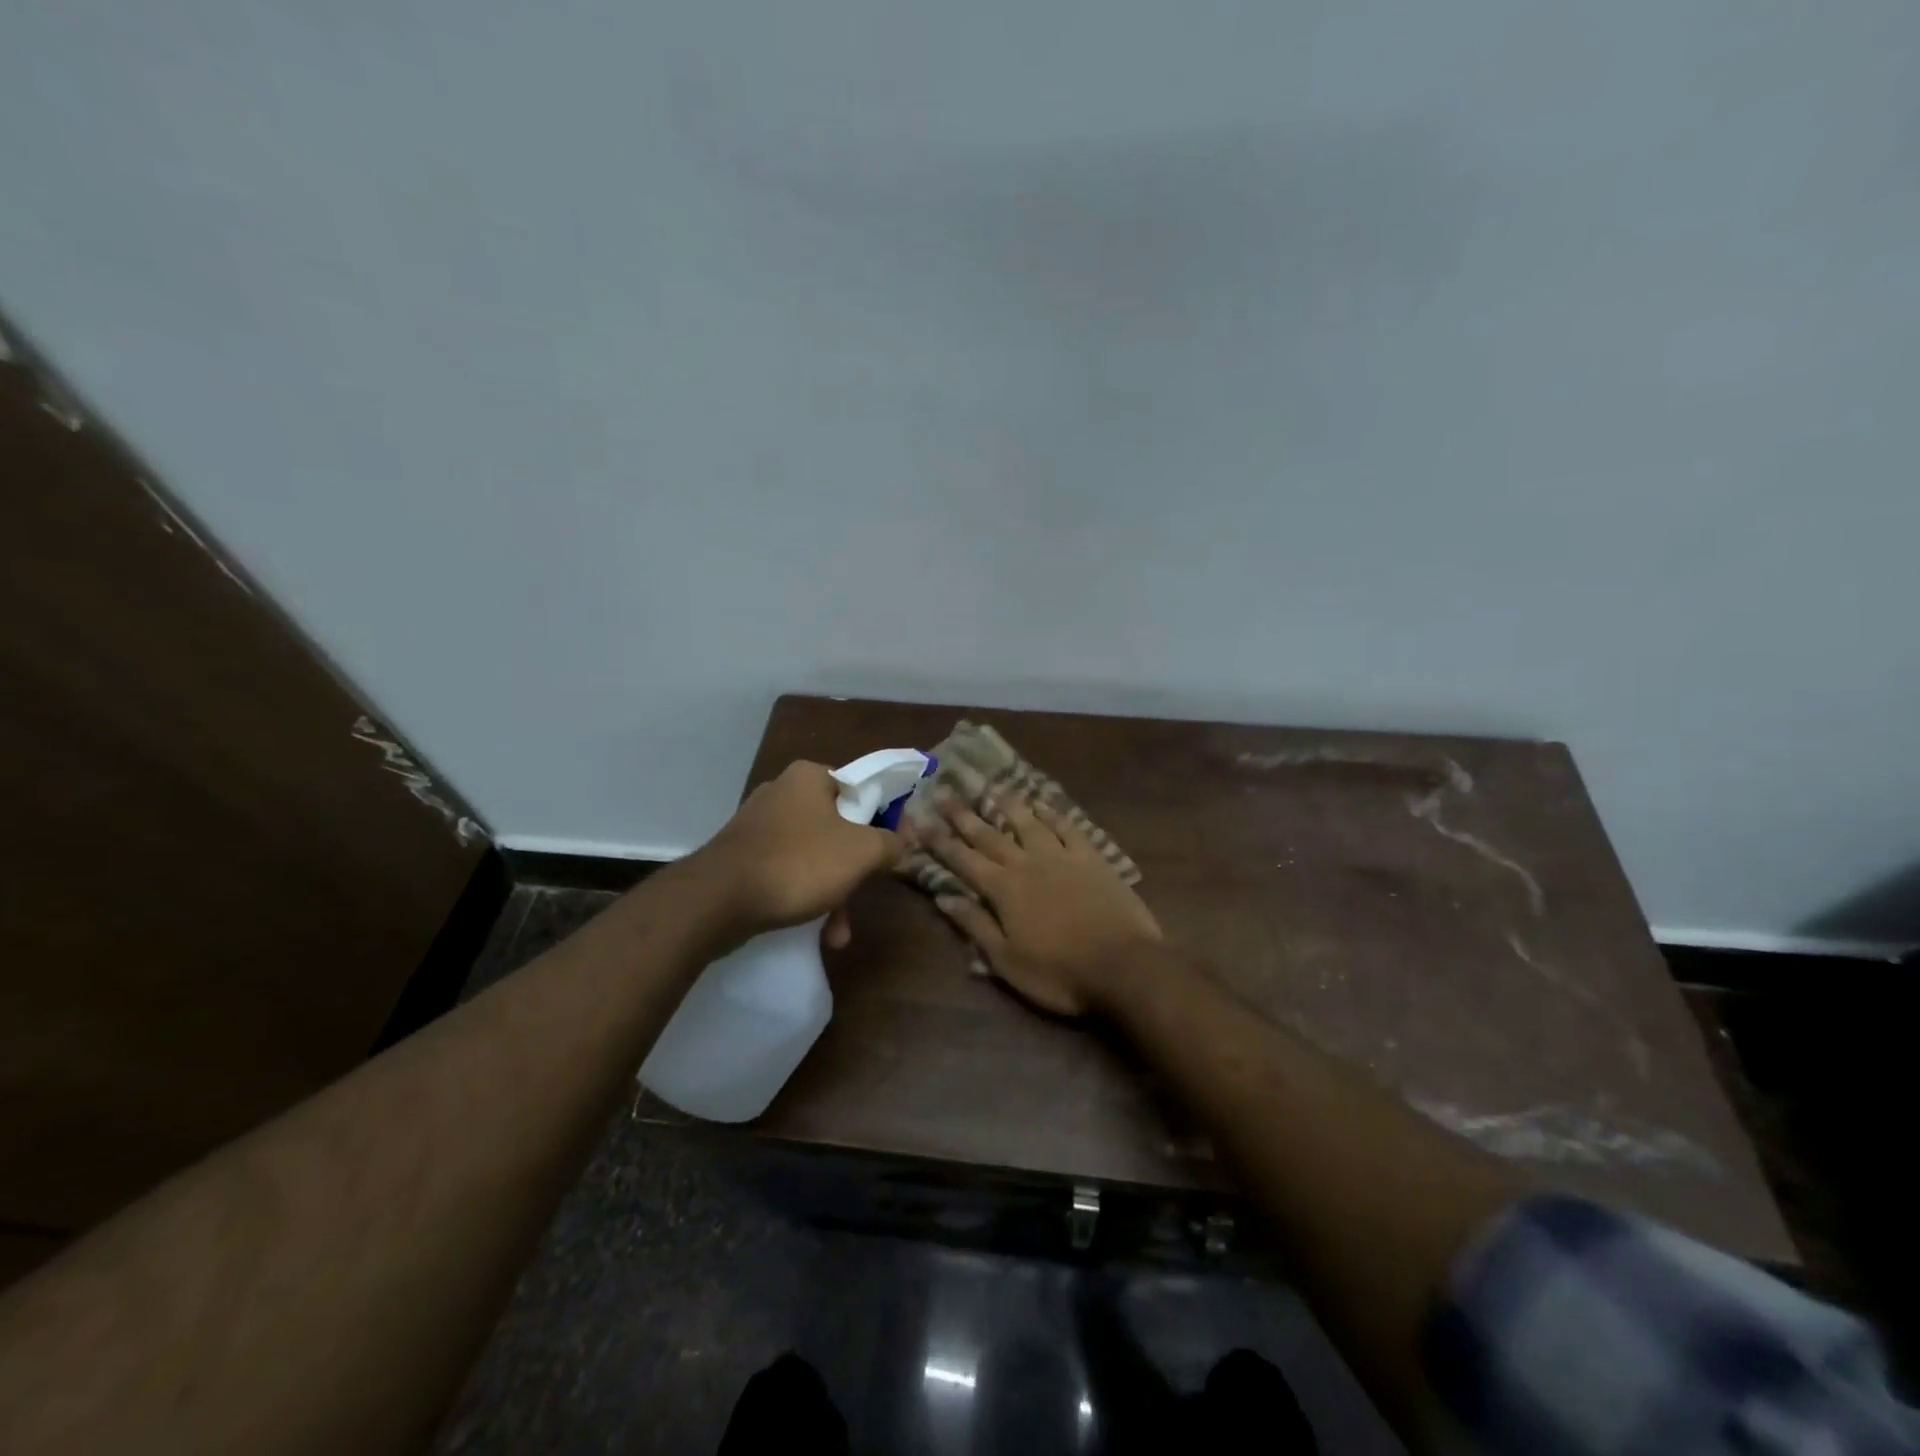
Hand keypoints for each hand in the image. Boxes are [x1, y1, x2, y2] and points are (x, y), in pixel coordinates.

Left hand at [696, 761, 900, 947]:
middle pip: (839, 826)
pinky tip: (816, 931)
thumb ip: (890, 843)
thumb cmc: (798, 863)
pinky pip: (787, 871)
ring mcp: (759, 824)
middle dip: (855, 869)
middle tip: (865, 892)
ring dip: (833, 892)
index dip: (884, 818)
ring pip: (814, 854)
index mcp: (811, 777)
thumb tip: (903, 841)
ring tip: (838, 932)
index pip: (862, 788)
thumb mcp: (862, 853)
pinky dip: (804, 895)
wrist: (717, 900)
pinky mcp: (742, 855)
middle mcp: (783, 792)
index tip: (894, 850)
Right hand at [913, 790, 1160, 1015]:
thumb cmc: (1059, 972)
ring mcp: (1061, 856)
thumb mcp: (1007, 961)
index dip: (940, 840)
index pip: (963, 860)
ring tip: (990, 785)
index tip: (920, 819)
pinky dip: (1052, 812)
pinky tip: (1042, 802)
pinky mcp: (1091, 857)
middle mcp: (1027, 863)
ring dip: (1007, 803)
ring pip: (1028, 822)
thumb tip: (943, 897)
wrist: (1123, 965)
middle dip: (963, 814)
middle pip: (990, 834)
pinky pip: (1067, 827)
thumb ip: (975, 925)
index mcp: (1003, 890)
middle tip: (944, 790)